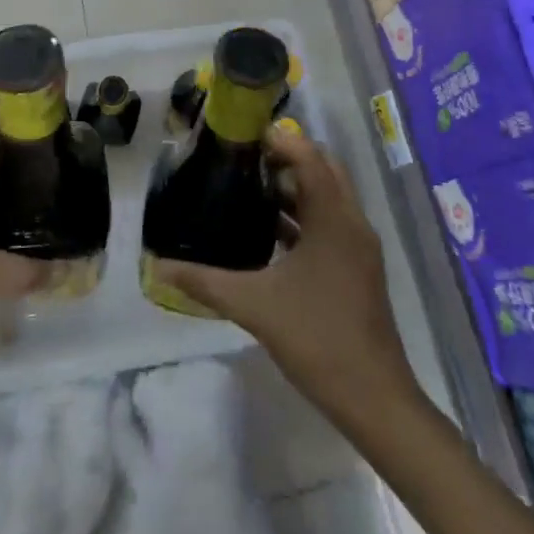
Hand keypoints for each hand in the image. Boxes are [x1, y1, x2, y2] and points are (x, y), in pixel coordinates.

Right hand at [153, 129, 418, 426]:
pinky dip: (303, 215)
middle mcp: (351, 222)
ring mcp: (358, 246)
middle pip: (323, 169)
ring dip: (295, 187)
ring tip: (248, 187)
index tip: (243, 135)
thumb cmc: (317, 339)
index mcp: (333, 218)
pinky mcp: (357, 267)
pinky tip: (269, 232)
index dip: (279, 140)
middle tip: (244, 159)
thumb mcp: (254, 306)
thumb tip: (158, 267)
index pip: (309, 157)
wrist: (374, 399)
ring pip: (328, 196)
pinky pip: (330, 222)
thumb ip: (205, 282)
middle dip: (287, 158)